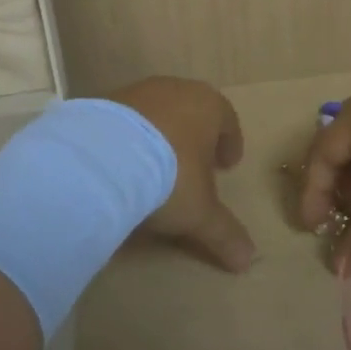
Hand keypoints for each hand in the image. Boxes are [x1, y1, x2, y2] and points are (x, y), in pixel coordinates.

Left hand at [109, 76, 256, 272]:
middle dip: (195, 138)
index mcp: (208, 106)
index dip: (230, 144)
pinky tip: (124, 162)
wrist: (103, 157)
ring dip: (161, 135)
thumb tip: (247, 260)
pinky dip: (131, 137)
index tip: (227, 165)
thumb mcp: (200, 211)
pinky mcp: (104, 101)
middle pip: (192, 111)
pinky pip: (126, 119)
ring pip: (158, 112)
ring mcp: (138, 91)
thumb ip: (224, 232)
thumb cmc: (169, 176)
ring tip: (156, 166)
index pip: (227, 120)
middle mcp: (176, 89)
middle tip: (194, 165)